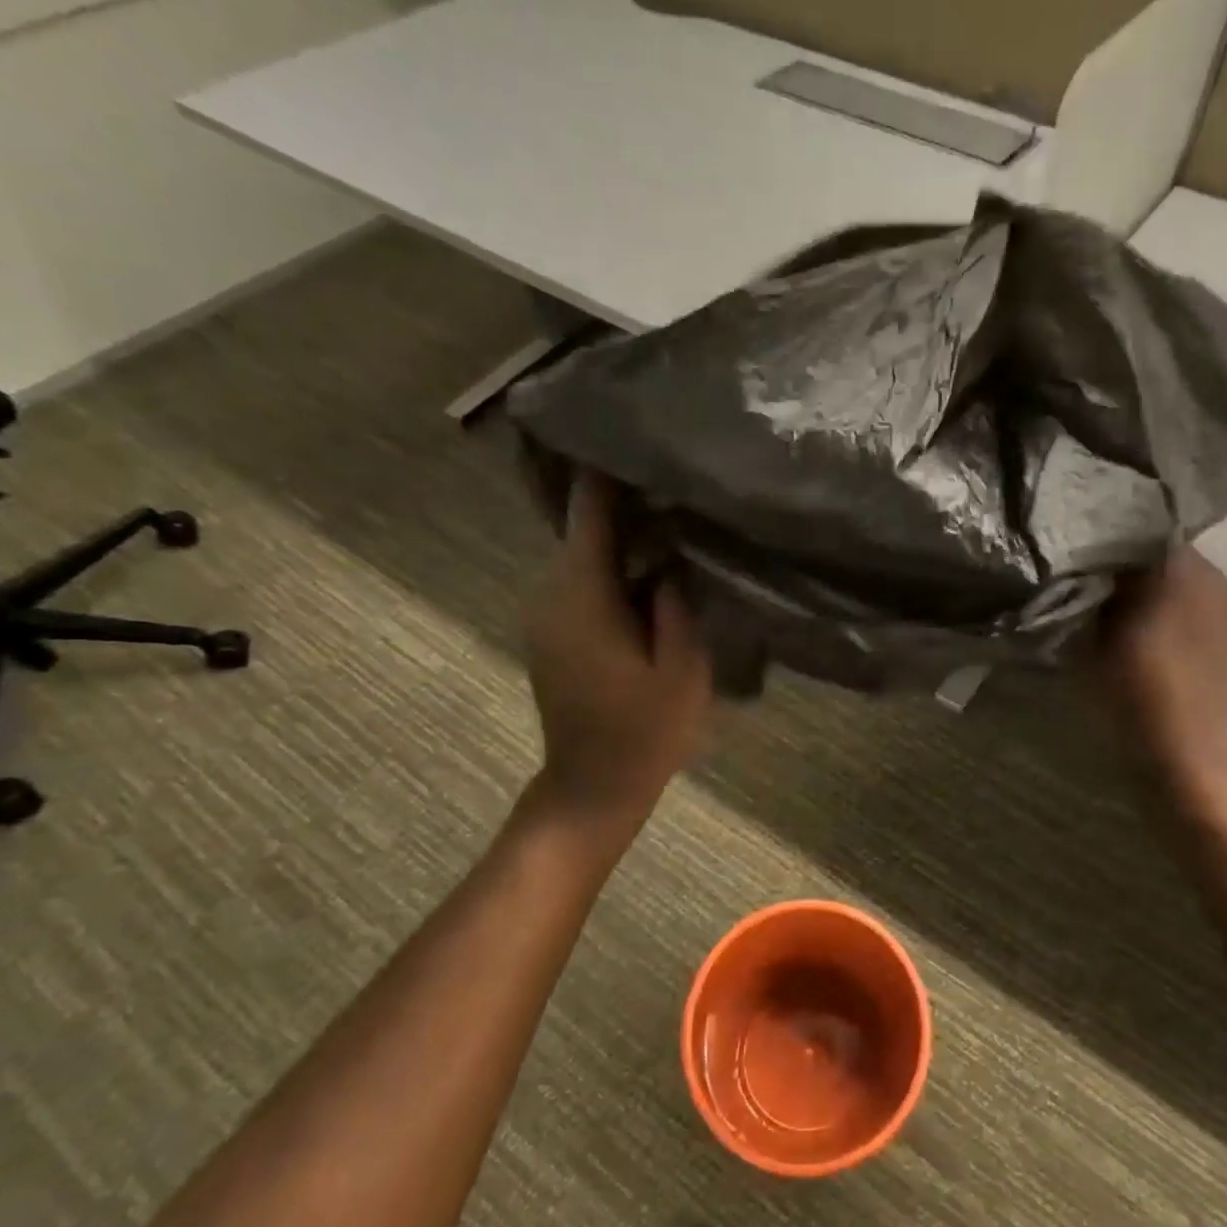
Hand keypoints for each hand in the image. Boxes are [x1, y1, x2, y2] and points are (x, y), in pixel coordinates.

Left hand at [525, 475, 712, 827]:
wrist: (592, 787)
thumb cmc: (644, 731)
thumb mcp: (682, 667)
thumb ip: (675, 601)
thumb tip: (666, 556)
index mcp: (581, 595)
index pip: (589, 512)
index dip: (609, 473)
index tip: (637, 438)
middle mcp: (550, 593)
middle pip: (584, 529)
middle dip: (627, 504)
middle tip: (677, 482)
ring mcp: (544, 614)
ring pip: (584, 555)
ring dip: (622, 538)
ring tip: (672, 520)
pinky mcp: (550, 632)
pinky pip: (580, 582)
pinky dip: (612, 567)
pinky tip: (651, 571)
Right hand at [1102, 547, 1226, 811]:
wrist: (1186, 752)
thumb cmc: (1131, 690)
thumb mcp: (1089, 635)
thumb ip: (1085, 590)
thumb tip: (1077, 564)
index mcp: (1179, 567)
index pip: (1136, 531)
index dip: (1103, 541)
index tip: (1077, 557)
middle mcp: (1213, 575)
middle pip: (1160, 553)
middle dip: (1127, 564)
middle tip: (1092, 583)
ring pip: (1180, 578)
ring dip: (1150, 587)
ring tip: (1118, 609)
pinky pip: (1196, 602)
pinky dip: (1171, 608)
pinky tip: (1148, 633)